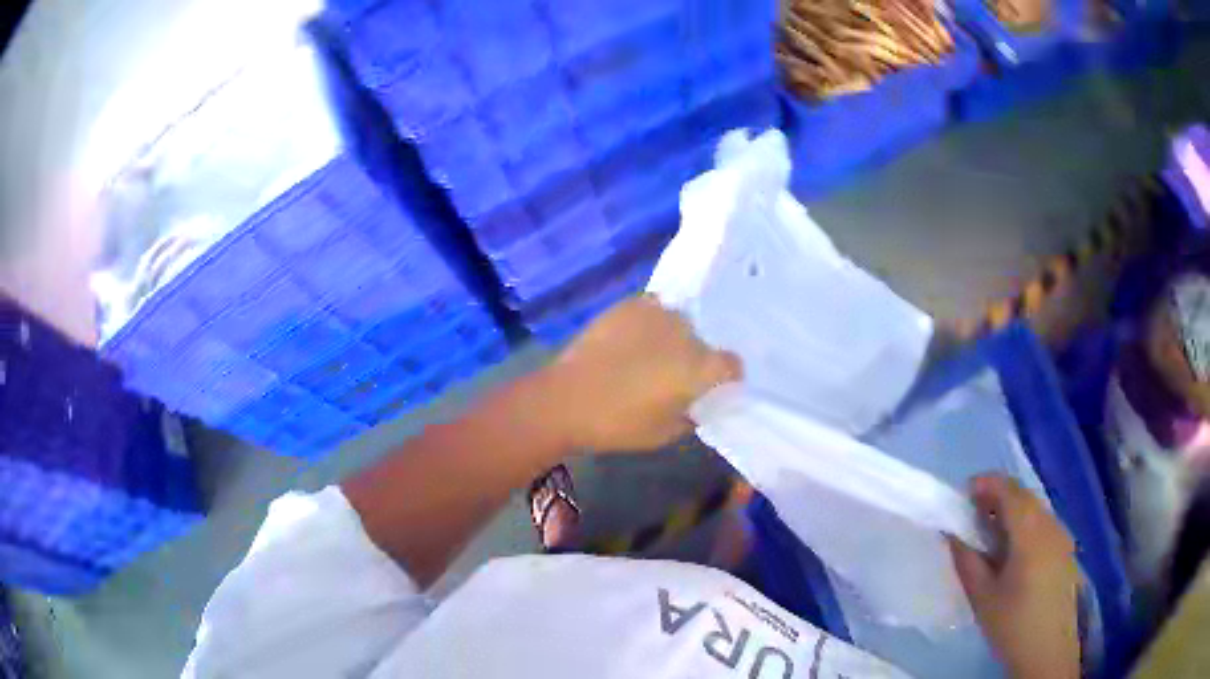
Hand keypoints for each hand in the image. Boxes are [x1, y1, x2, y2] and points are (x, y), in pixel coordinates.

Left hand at [537, 296, 741, 452]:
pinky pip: (653, 309)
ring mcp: (657, 314)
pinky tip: (633, 337)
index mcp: (699, 368)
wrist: (566, 400)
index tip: (715, 385)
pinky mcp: (630, 305)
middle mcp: (686, 334)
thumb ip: (690, 415)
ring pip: (679, 322)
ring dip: (673, 337)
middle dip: (695, 357)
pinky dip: (650, 322)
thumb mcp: (664, 433)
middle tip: (674, 373)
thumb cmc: (618, 425)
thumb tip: (695, 403)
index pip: (732, 364)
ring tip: (651, 352)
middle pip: (703, 342)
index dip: (727, 376)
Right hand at [949, 476, 1080, 678]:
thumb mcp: (982, 597)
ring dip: (1011, 510)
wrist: (1048, 650)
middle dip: (996, 496)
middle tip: (972, 517)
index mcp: (1031, 532)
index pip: (1008, 490)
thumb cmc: (1012, 625)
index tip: (962, 496)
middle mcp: (1051, 524)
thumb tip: (953, 533)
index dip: (985, 484)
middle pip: (1023, 495)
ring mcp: (1062, 535)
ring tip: (989, 536)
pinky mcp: (1066, 548)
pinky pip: (1043, 523)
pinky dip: (1024, 524)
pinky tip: (1012, 552)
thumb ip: (967, 561)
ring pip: (1034, 508)